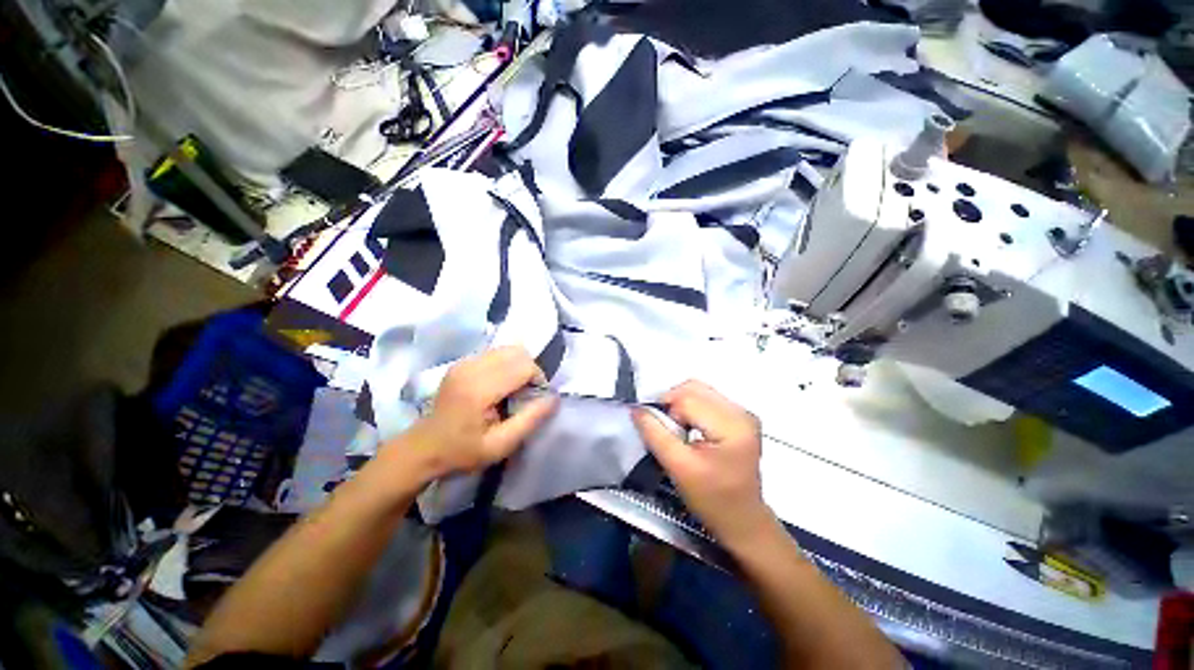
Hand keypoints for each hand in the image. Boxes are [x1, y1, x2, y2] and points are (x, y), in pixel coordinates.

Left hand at [386, 347, 557, 482]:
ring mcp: (464, 362)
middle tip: (526, 393)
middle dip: (530, 370)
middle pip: (518, 352)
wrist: (423, 448)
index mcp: (479, 389)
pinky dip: (507, 364)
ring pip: (508, 349)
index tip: (534, 400)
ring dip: (519, 366)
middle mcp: (471, 367)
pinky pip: (496, 353)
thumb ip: (530, 420)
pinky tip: (500, 385)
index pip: (523, 366)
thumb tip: (553, 398)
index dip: (538, 379)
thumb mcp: (501, 445)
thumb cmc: (462, 451)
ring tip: (514, 389)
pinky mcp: (462, 362)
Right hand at [633, 381, 774, 549]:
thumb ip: (655, 434)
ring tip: (676, 430)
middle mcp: (741, 411)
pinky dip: (690, 409)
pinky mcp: (739, 418)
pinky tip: (688, 429)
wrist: (742, 522)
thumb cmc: (713, 500)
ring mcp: (742, 413)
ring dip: (680, 406)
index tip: (656, 431)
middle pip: (694, 388)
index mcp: (732, 424)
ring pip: (698, 391)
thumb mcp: (679, 468)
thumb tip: (637, 409)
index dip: (665, 410)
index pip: (687, 399)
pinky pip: (706, 400)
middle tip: (664, 428)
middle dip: (672, 404)